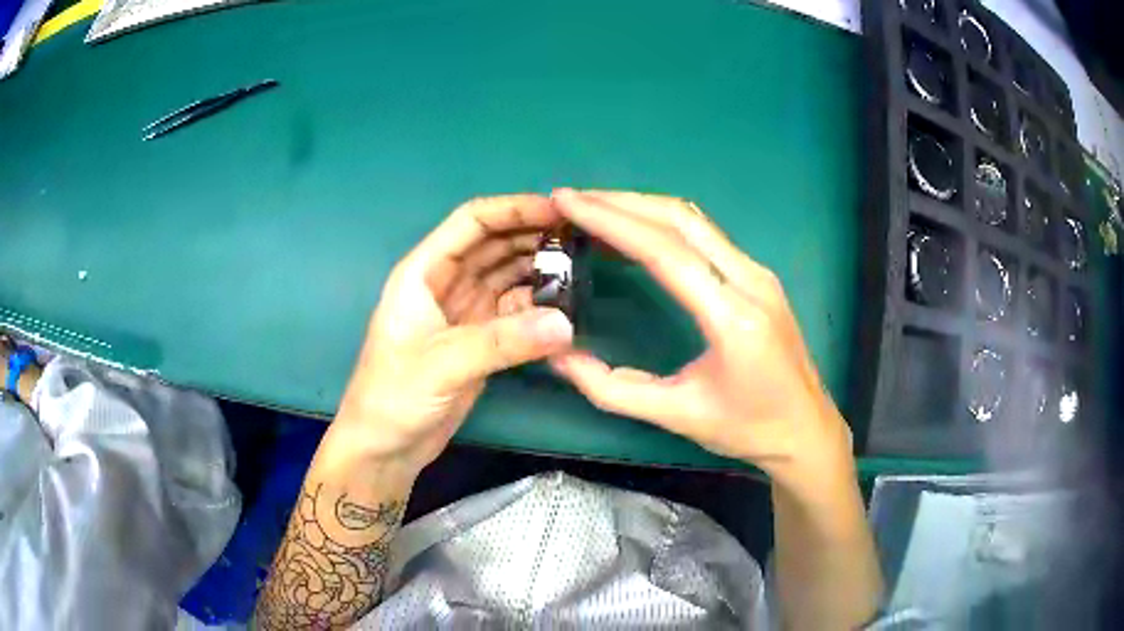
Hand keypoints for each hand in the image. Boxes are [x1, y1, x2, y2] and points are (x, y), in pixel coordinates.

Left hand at [332, 195, 573, 471]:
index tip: (559, 210)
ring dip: (540, 270)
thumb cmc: (394, 396)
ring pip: (508, 276)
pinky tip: (564, 310)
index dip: (514, 209)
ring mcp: (465, 312)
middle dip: (534, 236)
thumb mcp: (443, 364)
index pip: (472, 222)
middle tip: (583, 237)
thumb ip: (502, 342)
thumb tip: (566, 323)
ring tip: (581, 268)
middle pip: (495, 244)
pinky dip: (538, 308)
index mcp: (424, 272)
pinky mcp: (480, 340)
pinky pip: (515, 311)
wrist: (385, 446)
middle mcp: (446, 283)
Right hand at [548, 190, 852, 483]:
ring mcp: (759, 273)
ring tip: (595, 210)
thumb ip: (612, 388)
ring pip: (695, 220)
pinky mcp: (759, 276)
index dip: (611, 220)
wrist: (807, 430)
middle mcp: (751, 280)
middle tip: (573, 200)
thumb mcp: (676, 415)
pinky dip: (664, 224)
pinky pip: (706, 235)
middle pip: (680, 219)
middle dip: (621, 202)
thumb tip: (558, 356)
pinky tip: (637, 233)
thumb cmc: (746, 429)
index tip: (567, 201)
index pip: (664, 250)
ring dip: (642, 208)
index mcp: (733, 317)